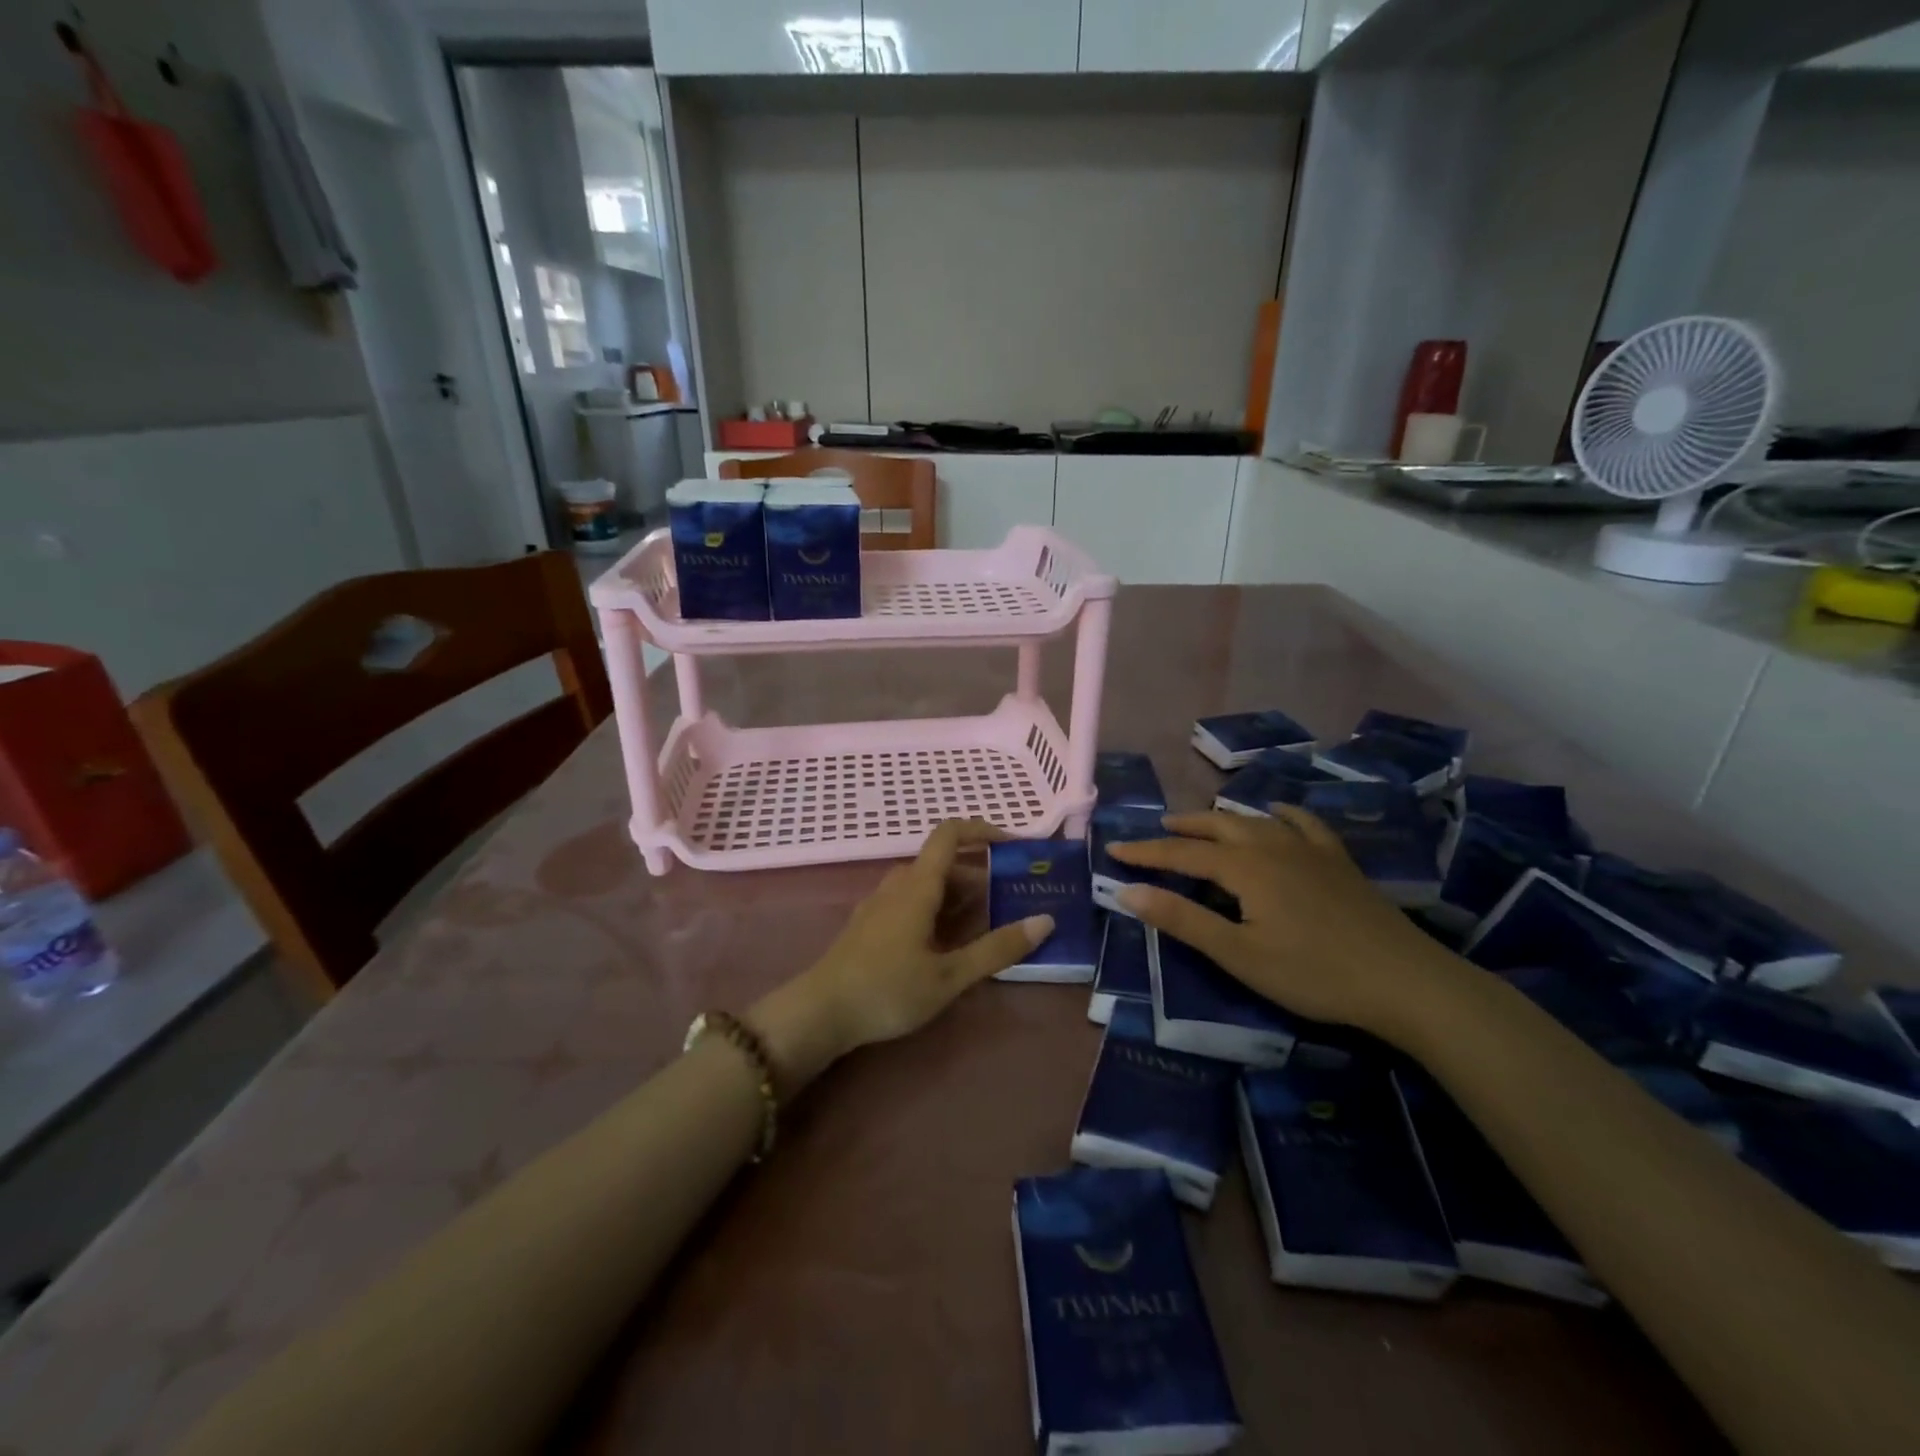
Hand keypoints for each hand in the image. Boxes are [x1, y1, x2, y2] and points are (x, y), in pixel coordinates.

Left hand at [751, 820, 1053, 1087]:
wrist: (819, 1013)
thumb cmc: (887, 990)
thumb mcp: (949, 975)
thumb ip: (996, 948)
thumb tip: (1045, 920)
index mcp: (917, 886)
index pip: (950, 834)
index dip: (983, 830)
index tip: (1015, 844)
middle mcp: (898, 885)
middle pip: (944, 864)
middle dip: (980, 875)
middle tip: (1013, 899)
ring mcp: (880, 904)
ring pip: (927, 885)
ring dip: (959, 896)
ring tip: (988, 925)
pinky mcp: (870, 925)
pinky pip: (912, 902)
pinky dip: (938, 910)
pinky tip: (948, 943)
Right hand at [1110, 808, 1467, 1044]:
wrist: (1405, 982)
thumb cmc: (1313, 973)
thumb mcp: (1238, 954)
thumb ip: (1182, 920)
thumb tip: (1128, 891)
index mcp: (1244, 868)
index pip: (1182, 853)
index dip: (1146, 851)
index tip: (1114, 848)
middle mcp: (1273, 846)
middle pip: (1218, 825)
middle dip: (1183, 827)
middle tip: (1157, 830)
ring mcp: (1310, 850)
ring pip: (1255, 819)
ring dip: (1222, 818)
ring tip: (1203, 822)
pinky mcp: (1338, 861)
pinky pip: (1304, 824)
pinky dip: (1282, 814)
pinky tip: (1277, 813)